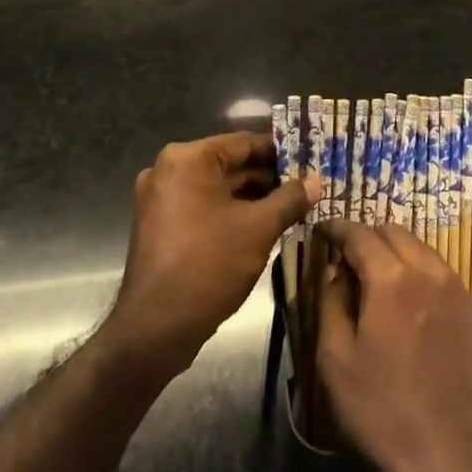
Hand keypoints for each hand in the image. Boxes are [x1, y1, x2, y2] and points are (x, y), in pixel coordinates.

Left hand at [108, 132, 318, 370]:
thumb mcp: (259, 228)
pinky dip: (230, 213)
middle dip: (268, 177)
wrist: (155, 328)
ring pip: (217, 189)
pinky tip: (262, 226)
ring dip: (252, 197)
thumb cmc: (209, 265)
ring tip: (292, 207)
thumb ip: (290, 199)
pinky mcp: (160, 226)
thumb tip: (316, 181)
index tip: (309, 160)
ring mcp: (159, 200)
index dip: (280, 152)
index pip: (244, 142)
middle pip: (229, 165)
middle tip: (306, 186)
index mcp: (187, 159)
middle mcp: (168, 171)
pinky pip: (202, 208)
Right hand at [316, 221, 471, 471]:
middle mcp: (427, 270)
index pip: (359, 234)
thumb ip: (331, 304)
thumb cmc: (385, 412)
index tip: (319, 230)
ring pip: (418, 246)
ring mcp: (454, 287)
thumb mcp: (337, 362)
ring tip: (371, 272)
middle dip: (365, 235)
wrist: (457, 457)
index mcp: (392, 278)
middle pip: (392, 231)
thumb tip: (335, 271)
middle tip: (343, 254)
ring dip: (392, 248)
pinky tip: (403, 292)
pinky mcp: (470, 308)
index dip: (336, 227)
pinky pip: (437, 268)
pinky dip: (414, 265)